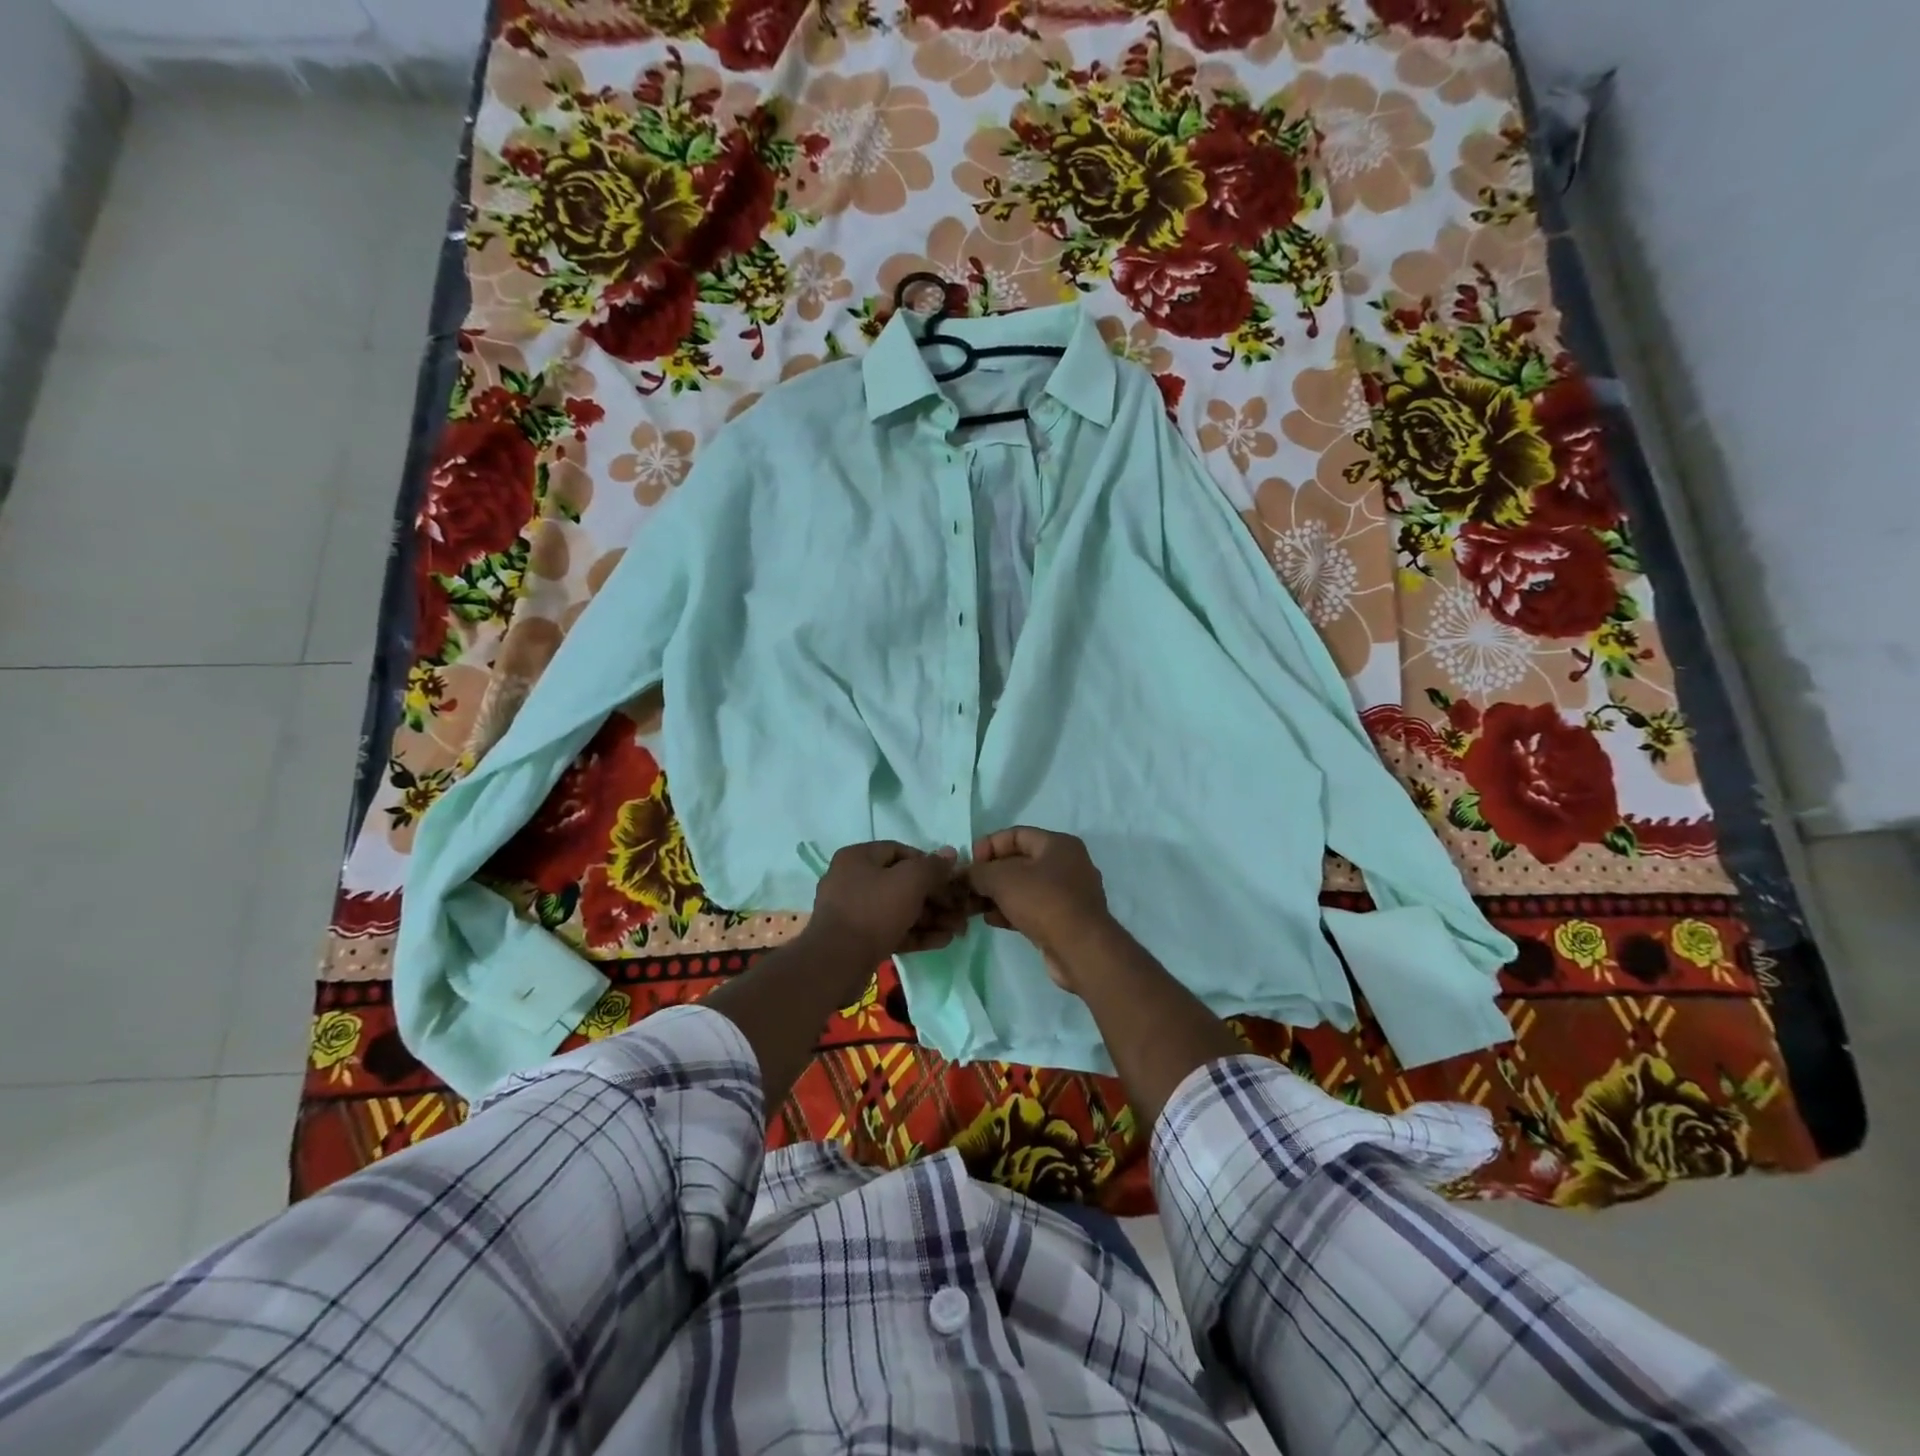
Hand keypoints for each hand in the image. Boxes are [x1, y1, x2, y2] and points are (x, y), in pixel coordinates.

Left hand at [807, 841, 966, 974]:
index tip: (950, 879)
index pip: (900, 851)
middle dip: (935, 897)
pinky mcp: (858, 939)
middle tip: (959, 910)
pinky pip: (892, 929)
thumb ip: (933, 867)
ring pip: (899, 909)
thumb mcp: (910, 881)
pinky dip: (916, 933)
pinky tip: (943, 941)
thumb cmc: (874, 910)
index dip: (928, 863)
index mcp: (857, 858)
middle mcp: (852, 880)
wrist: (837, 962)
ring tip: (958, 929)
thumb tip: (950, 853)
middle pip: (902, 883)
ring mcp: (854, 911)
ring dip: (930, 917)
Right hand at [963, 827, 1111, 990]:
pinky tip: (991, 920)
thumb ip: (979, 872)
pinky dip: (1011, 911)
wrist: (1081, 950)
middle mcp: (1067, 864)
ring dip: (997, 895)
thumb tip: (964, 874)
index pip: (1015, 834)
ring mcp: (1068, 894)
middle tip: (967, 888)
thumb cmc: (1043, 902)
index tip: (969, 864)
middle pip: (1019, 861)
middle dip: (990, 874)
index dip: (988, 845)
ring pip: (1024, 888)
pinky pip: (1032, 908)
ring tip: (973, 907)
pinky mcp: (1065, 920)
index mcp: (1058, 844)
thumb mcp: (1003, 879)